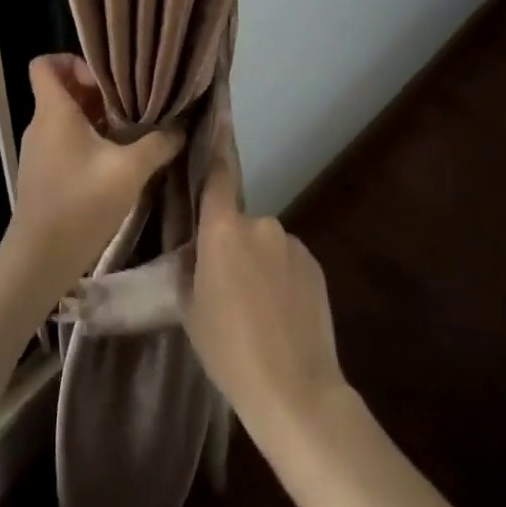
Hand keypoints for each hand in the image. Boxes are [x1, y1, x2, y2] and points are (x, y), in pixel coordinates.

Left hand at [2, 55, 181, 293]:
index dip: (72, 61)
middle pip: (62, 89)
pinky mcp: (43, 173)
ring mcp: (39, 150)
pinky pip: (64, 140)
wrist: (39, 259)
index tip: (104, 80)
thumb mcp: (129, 171)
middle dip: (96, 91)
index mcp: (53, 111)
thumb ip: (157, 144)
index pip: (44, 64)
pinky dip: (88, 141)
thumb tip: (180, 128)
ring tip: (129, 132)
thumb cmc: (80, 204)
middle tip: (129, 105)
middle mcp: (40, 124)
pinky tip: (115, 161)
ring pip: (65, 117)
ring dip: (95, 119)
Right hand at [183, 163, 346, 444]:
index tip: (217, 114)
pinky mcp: (315, 264)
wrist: (295, 392)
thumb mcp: (190, 306)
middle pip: (237, 222)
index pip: (216, 174)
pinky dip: (281, 278)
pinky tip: (281, 314)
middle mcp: (259, 223)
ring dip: (258, 263)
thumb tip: (198, 247)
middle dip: (231, 244)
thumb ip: (191, 264)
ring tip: (256, 309)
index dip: (215, 145)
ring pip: (264, 244)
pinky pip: (287, 261)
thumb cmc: (228, 349)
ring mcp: (292, 243)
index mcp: (222, 229)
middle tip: (225, 286)